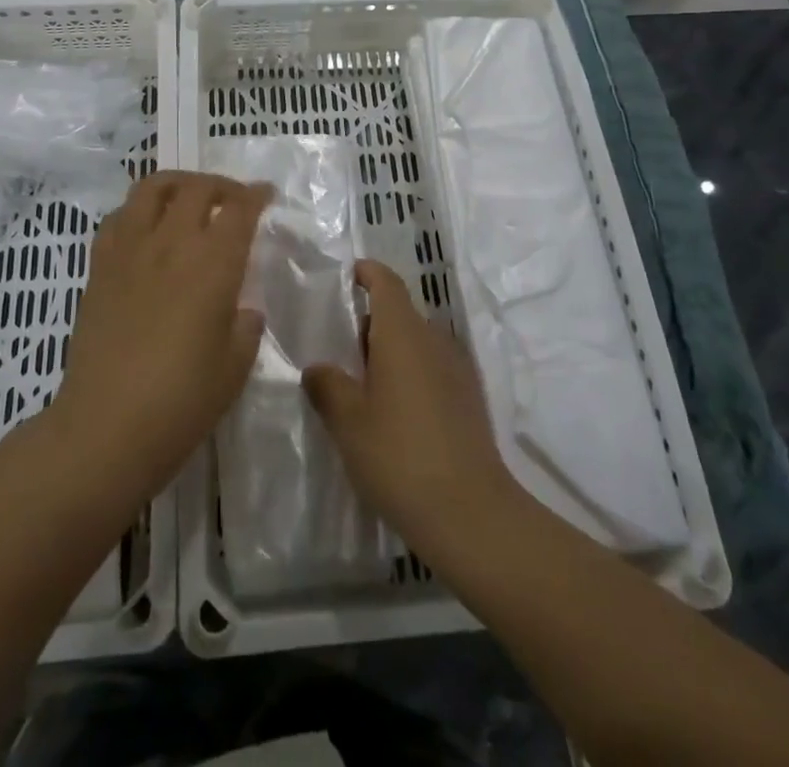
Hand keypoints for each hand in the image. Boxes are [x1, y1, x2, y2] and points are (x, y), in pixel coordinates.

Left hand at [50, 171, 269, 511]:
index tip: (266, 194)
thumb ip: (245, 327)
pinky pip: (117, 218)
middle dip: (221, 186)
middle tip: (233, 200)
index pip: (239, 210)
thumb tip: (242, 309)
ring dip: (177, 184)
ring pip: (152, 189)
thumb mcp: (235, 367)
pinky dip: (137, 211)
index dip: (256, 196)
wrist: (105, 427)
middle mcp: (172, 243)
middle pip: (197, 188)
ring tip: (188, 200)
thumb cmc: (181, 402)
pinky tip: (146, 230)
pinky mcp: (99, 266)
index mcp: (213, 264)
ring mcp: (130, 250)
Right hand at [302, 260, 517, 565]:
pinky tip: (393, 412)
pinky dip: (410, 374)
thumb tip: (318, 368)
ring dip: (390, 352)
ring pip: (417, 343)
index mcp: (403, 333)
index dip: (367, 273)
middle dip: (371, 323)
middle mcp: (434, 340)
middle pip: (401, 313)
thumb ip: (328, 386)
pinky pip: (432, 368)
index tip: (347, 276)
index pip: (387, 283)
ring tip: (361, 385)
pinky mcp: (469, 398)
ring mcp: (457, 369)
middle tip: (339, 349)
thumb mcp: (349, 422)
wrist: (471, 514)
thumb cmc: (400, 456)